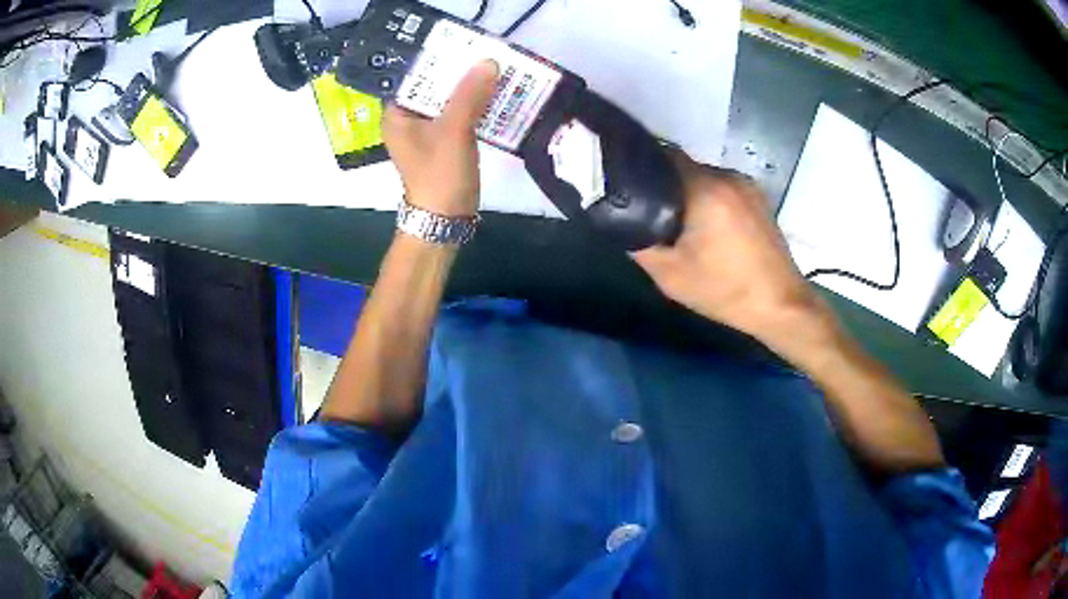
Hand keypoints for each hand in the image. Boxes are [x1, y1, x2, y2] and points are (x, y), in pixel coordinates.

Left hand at [383, 60, 499, 216]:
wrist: (446, 218)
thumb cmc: (440, 174)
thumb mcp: (454, 130)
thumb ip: (469, 95)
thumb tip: (488, 61)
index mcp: (397, 113)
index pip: (413, 75)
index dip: (435, 58)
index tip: (459, 44)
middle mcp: (407, 118)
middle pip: (432, 86)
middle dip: (457, 71)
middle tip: (482, 52)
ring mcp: (426, 130)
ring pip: (447, 99)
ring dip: (468, 87)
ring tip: (492, 68)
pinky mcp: (443, 140)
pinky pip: (458, 114)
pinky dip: (473, 105)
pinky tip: (493, 94)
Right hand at [632, 152, 829, 342]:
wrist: (780, 304)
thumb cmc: (724, 290)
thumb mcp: (670, 275)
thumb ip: (640, 244)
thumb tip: (625, 221)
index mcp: (704, 189)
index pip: (662, 156)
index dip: (641, 165)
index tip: (628, 184)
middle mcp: (727, 177)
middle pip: (684, 166)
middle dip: (665, 184)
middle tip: (651, 211)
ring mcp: (747, 185)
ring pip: (705, 177)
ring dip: (689, 193)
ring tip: (680, 222)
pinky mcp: (759, 198)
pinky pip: (723, 188)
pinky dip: (710, 199)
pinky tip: (708, 227)